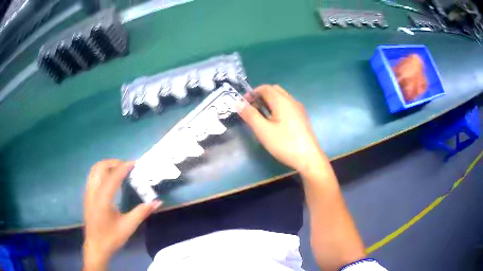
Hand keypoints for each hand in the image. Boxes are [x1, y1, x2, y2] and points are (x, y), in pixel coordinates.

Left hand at [83, 160, 161, 269]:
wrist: (96, 246)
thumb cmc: (111, 238)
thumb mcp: (128, 227)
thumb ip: (141, 212)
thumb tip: (157, 202)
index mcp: (103, 199)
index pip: (113, 176)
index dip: (123, 167)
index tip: (134, 163)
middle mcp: (93, 192)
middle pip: (100, 167)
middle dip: (113, 163)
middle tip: (126, 167)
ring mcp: (88, 193)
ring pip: (94, 170)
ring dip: (106, 166)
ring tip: (119, 170)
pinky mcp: (87, 195)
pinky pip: (93, 176)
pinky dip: (101, 172)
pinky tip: (109, 180)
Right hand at [238, 85, 325, 171]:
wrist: (308, 158)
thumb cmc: (285, 144)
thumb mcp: (263, 130)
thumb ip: (250, 115)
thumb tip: (238, 103)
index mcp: (282, 101)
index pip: (265, 88)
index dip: (252, 93)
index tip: (243, 104)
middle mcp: (291, 101)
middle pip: (274, 90)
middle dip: (261, 96)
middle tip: (252, 109)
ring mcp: (298, 109)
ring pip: (281, 98)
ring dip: (269, 102)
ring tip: (261, 117)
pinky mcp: (302, 117)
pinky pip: (287, 106)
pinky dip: (277, 108)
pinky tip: (274, 122)